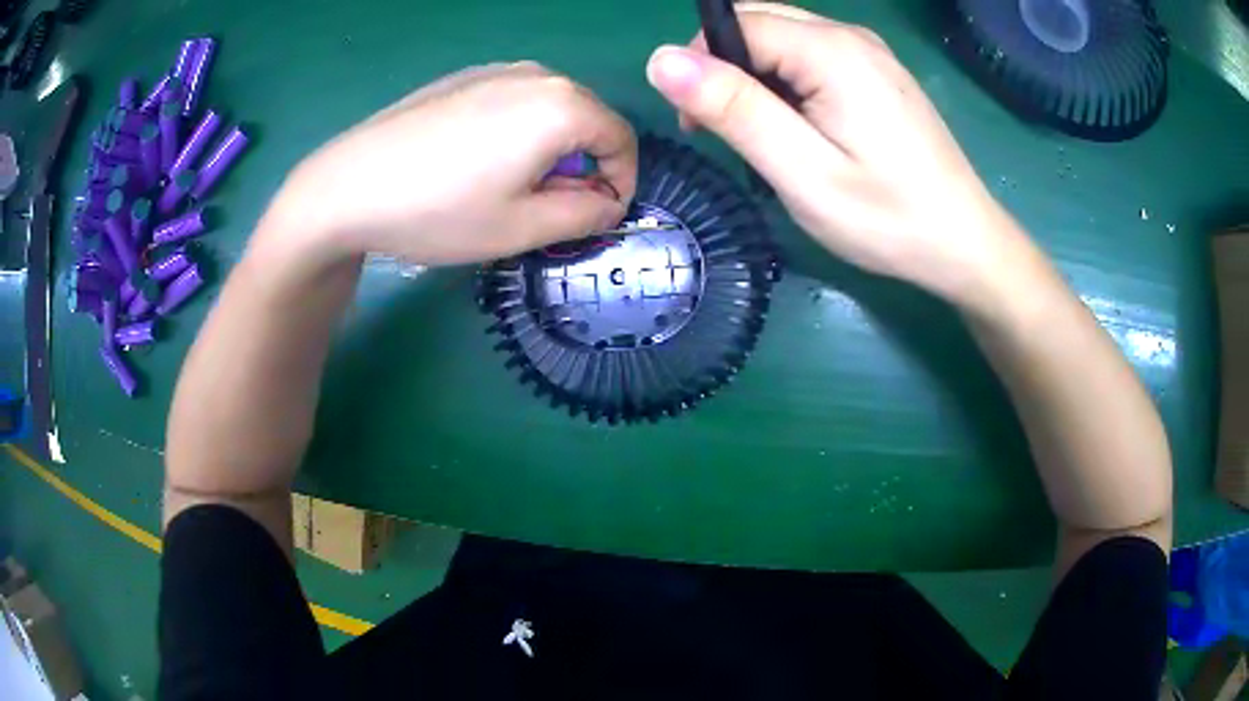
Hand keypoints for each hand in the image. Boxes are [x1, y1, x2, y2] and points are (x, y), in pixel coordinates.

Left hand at [267, 63, 637, 266]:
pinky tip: (477, 162)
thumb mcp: (522, 228)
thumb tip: (608, 202)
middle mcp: (536, 75)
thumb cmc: (439, 210)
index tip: (596, 217)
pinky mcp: (462, 77)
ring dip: (551, 148)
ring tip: (511, 187)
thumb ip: (585, 215)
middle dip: (585, 165)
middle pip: (588, 119)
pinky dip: (518, 131)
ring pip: (550, 109)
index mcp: (562, 105)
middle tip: (551, 208)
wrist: (346, 187)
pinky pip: (514, 101)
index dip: (620, 183)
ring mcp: (495, 70)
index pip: (621, 140)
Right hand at [645, 3, 1033, 308]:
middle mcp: (850, 35)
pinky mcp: (878, 73)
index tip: (700, 125)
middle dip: (725, 67)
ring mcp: (869, 52)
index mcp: (831, 50)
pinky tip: (801, 128)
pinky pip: (812, 56)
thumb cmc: (887, 218)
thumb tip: (662, 60)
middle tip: (727, 133)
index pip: (737, 24)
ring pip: (784, 38)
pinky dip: (787, 82)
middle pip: (759, 22)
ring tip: (765, 138)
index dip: (702, 65)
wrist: (965, 243)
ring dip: (755, 76)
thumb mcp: (802, 172)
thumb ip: (735, 109)